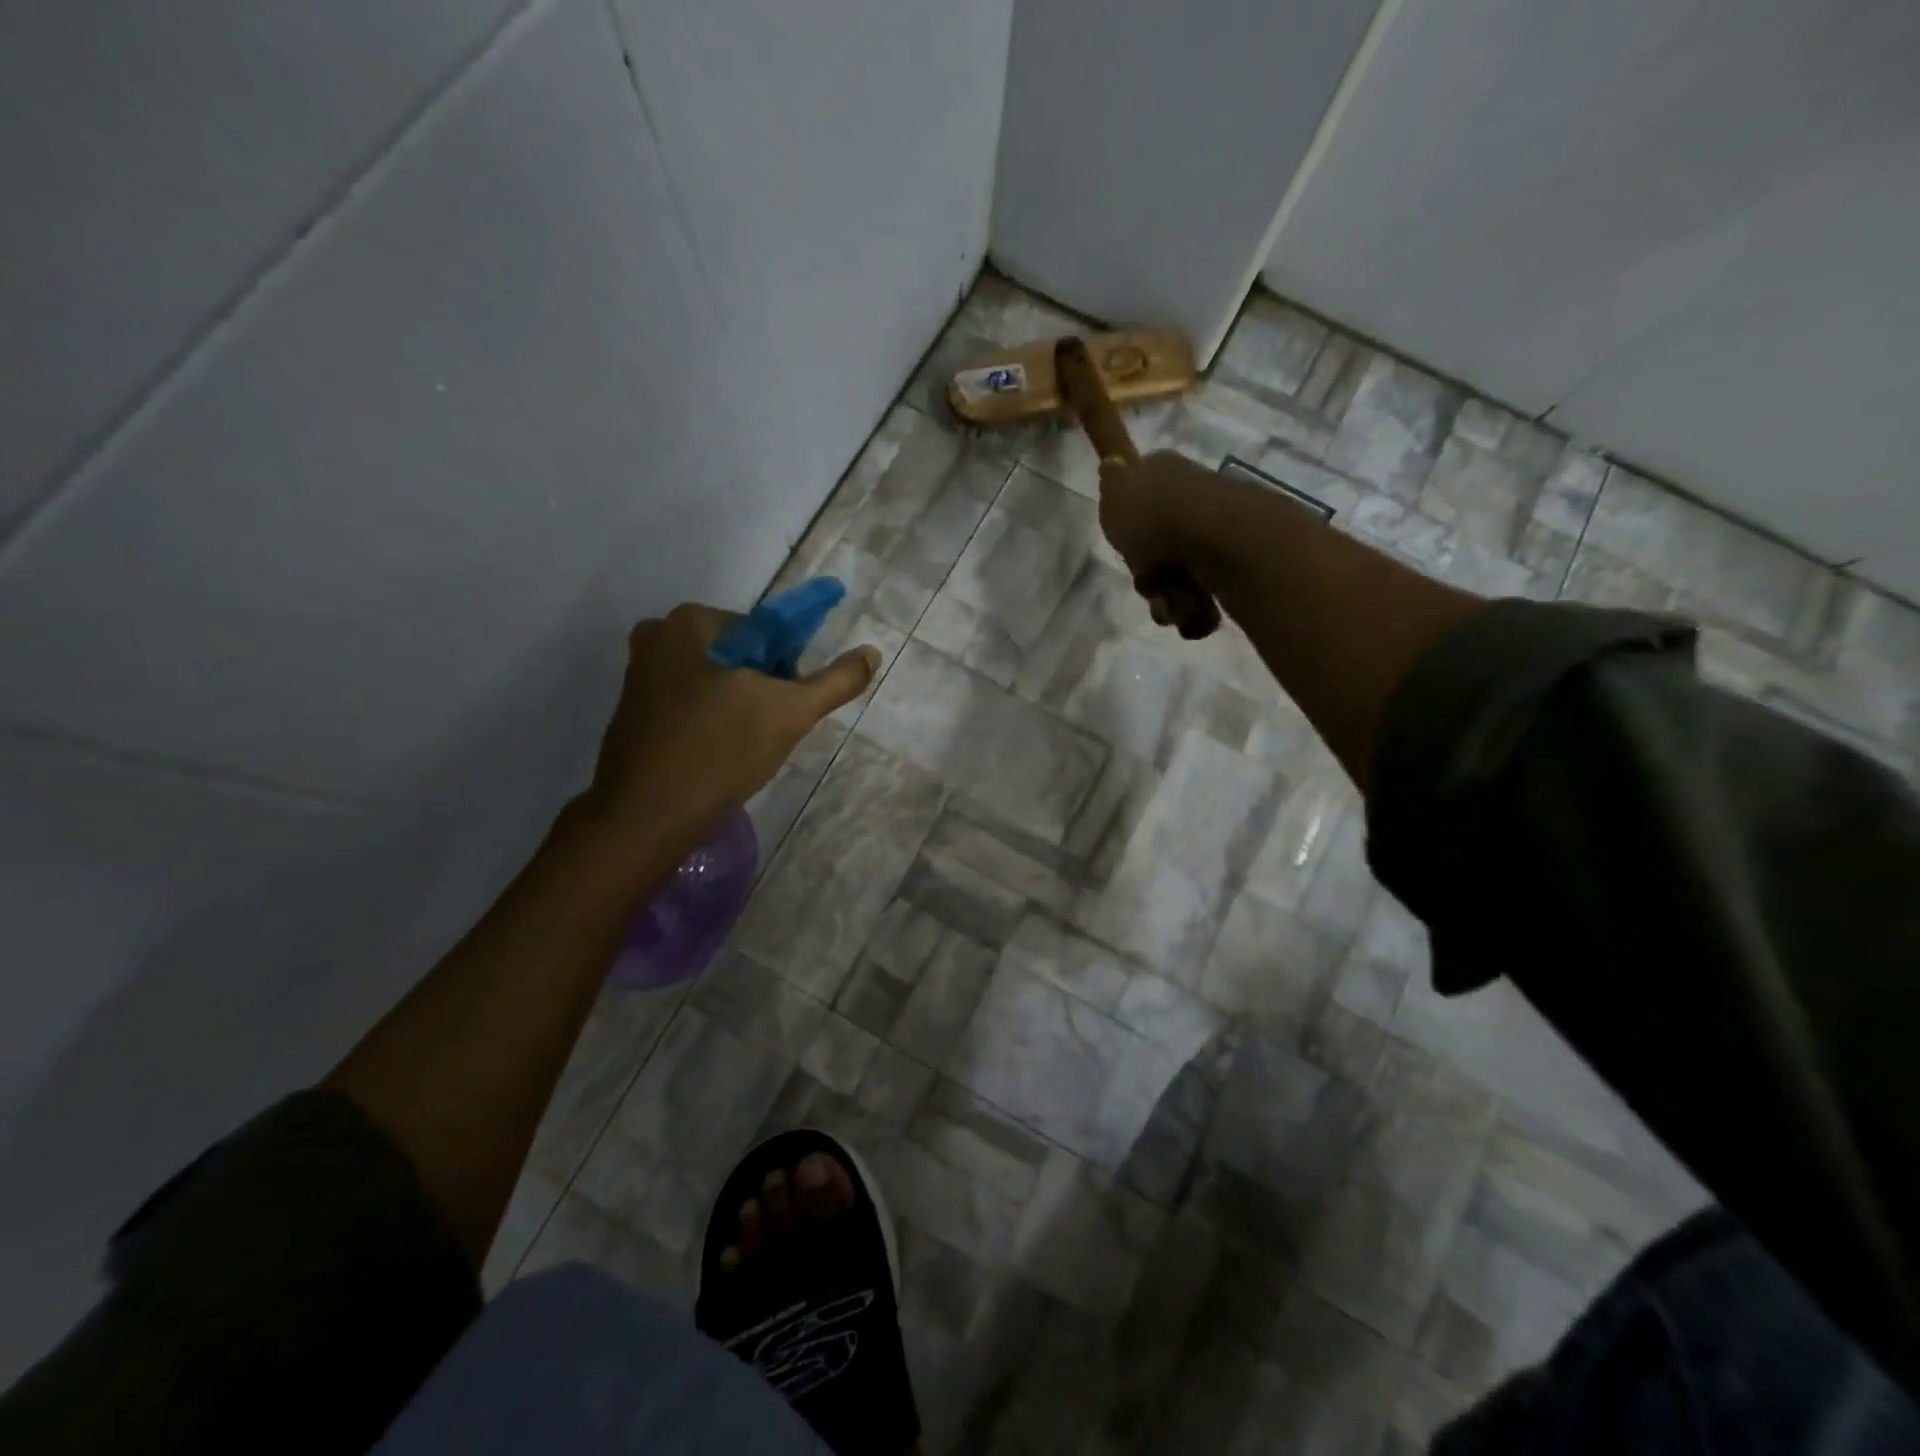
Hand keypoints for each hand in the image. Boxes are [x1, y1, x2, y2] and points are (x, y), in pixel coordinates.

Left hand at [584, 603, 878, 840]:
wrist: (646, 817)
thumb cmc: (719, 751)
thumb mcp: (791, 712)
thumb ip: (836, 680)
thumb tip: (872, 653)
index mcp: (688, 622)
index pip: (764, 632)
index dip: (786, 669)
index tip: (787, 705)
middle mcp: (656, 638)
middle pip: (738, 657)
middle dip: (761, 689)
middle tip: (770, 730)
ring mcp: (638, 678)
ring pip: (715, 684)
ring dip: (738, 709)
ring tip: (745, 748)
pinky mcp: (632, 714)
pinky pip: (690, 707)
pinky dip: (711, 724)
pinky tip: (718, 756)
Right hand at [1098, 450, 1221, 634]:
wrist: (1212, 538)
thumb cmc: (1154, 516)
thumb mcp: (1115, 493)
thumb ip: (1111, 482)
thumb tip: (1113, 463)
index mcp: (1165, 473)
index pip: (1140, 499)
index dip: (1129, 529)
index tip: (1126, 546)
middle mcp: (1193, 498)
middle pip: (1157, 548)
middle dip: (1149, 577)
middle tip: (1148, 583)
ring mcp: (1216, 531)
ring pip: (1178, 577)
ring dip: (1169, 598)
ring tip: (1171, 603)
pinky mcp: (1237, 564)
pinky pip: (1203, 595)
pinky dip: (1193, 609)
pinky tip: (1192, 609)